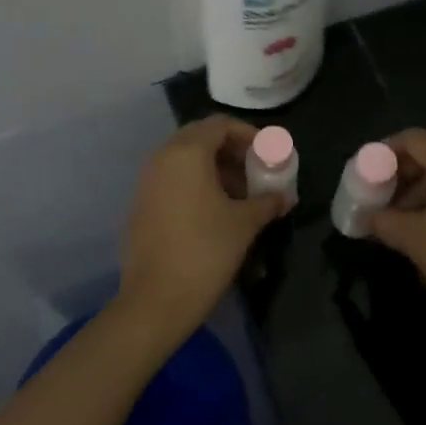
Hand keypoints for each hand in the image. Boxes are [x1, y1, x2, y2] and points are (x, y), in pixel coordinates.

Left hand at [116, 116, 285, 348]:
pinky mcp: (141, 204)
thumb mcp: (245, 223)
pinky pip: (172, 179)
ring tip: (240, 195)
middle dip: (230, 150)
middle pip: (200, 138)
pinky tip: (214, 211)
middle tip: (254, 171)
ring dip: (214, 168)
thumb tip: (284, 197)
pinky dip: (194, 183)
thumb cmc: (206, 251)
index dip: (248, 134)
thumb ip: (267, 201)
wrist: (155, 300)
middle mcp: (162, 158)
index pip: (220, 125)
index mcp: (187, 153)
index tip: (267, 154)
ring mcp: (147, 181)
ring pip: (184, 159)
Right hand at [369, 130, 425, 345]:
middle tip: (376, 198)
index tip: (364, 173)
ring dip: (416, 190)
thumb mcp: (414, 240)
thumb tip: (363, 216)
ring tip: (395, 220)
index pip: (413, 138)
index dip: (384, 151)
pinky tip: (422, 228)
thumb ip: (383, 220)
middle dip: (399, 174)